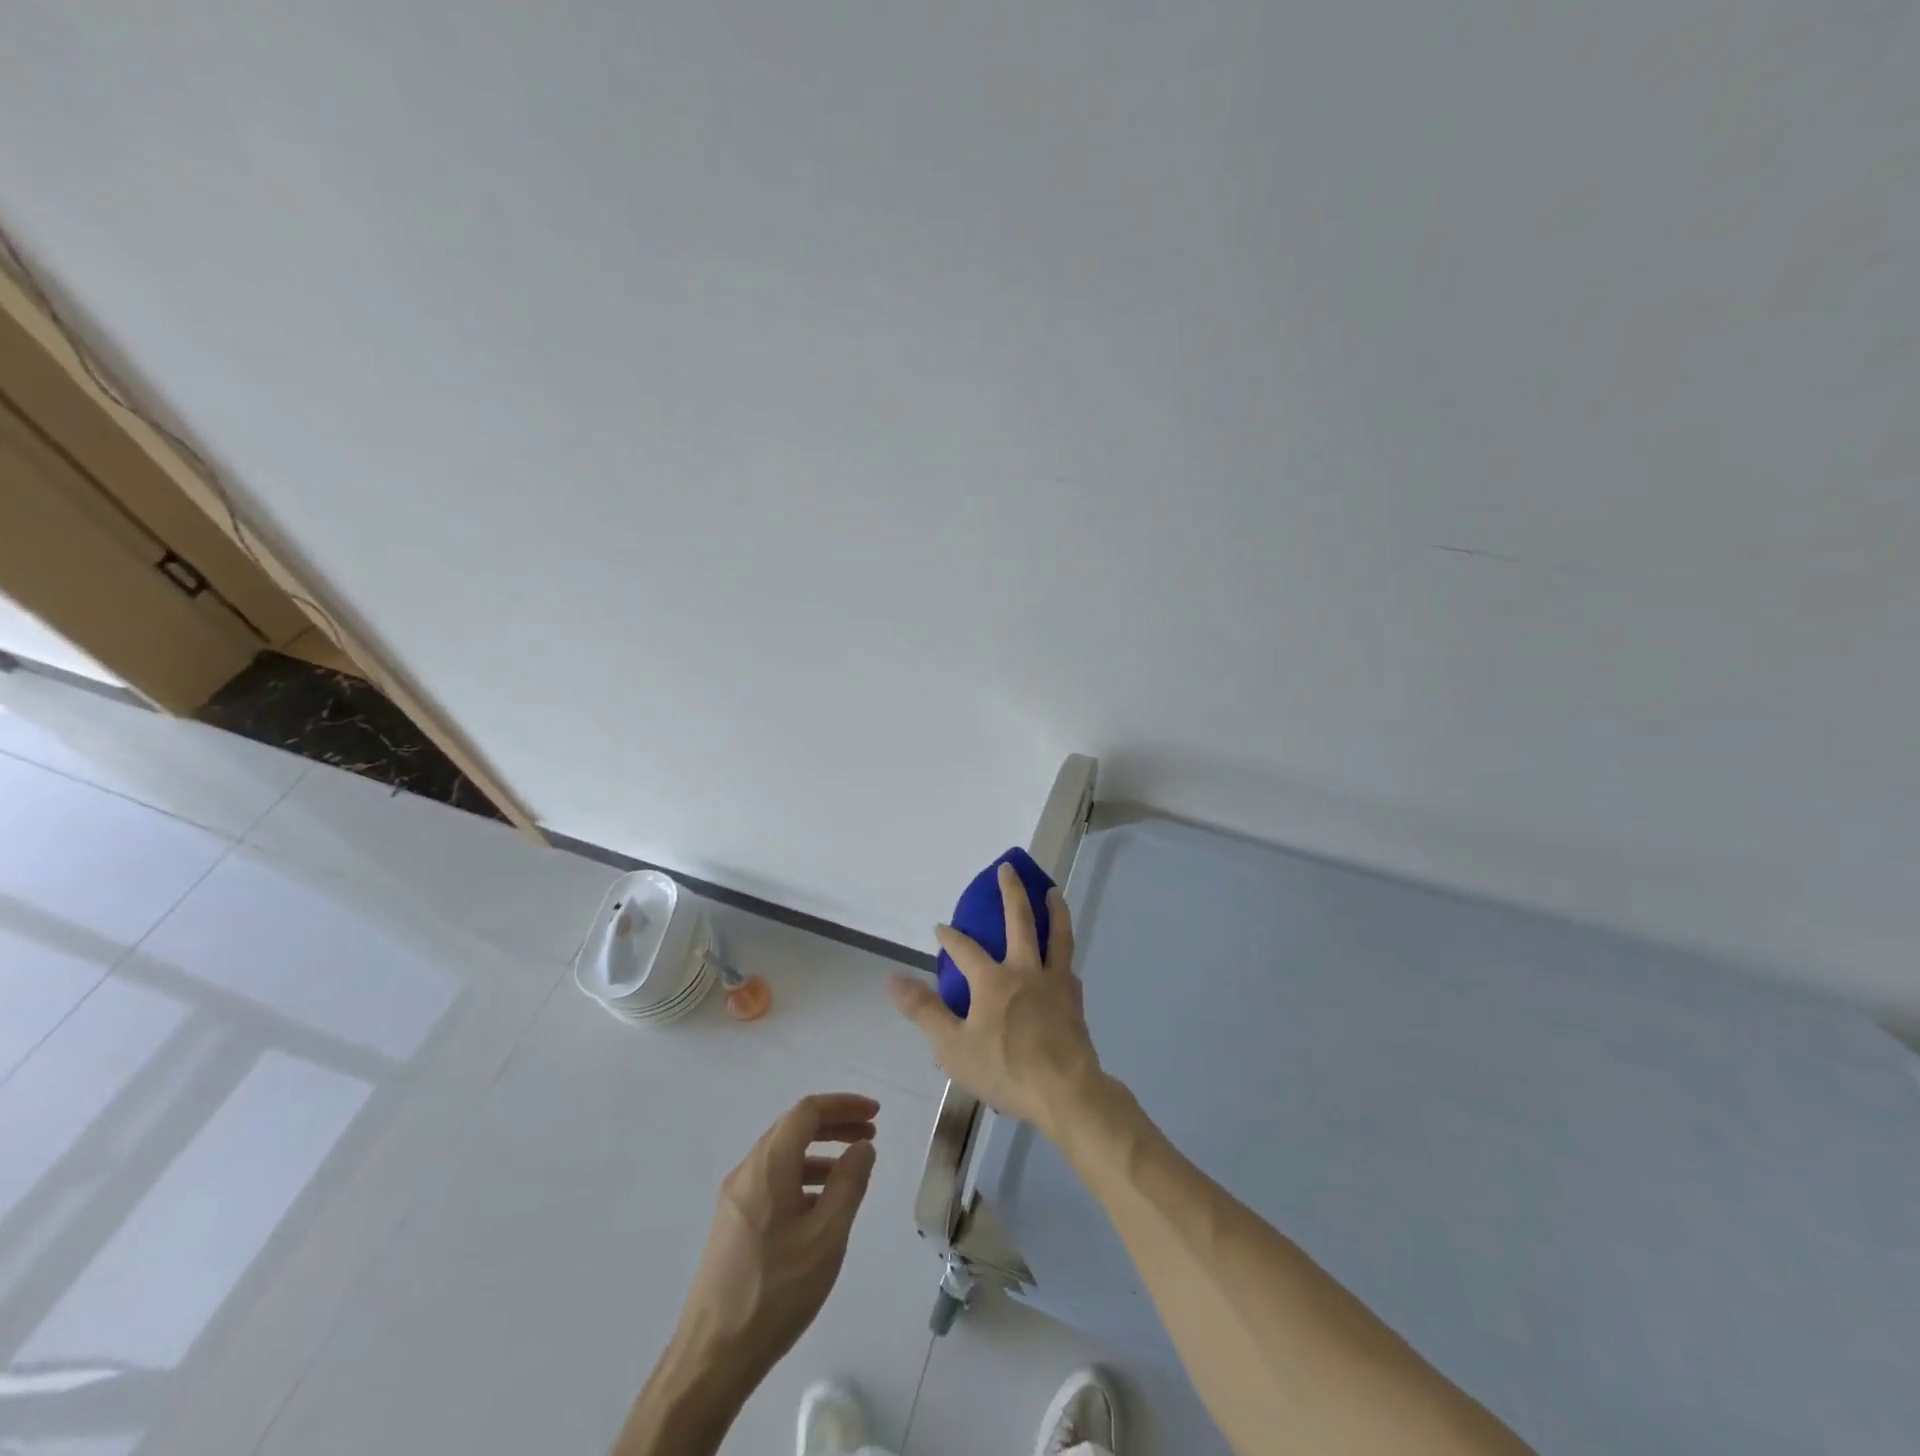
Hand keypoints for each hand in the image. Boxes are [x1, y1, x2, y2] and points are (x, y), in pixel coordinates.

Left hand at [673, 1093, 879, 1386]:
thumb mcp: (826, 1237)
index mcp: (768, 1166)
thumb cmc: (776, 1292)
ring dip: (819, 1152)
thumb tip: (862, 1147)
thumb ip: (849, 1184)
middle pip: (793, 1128)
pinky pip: (772, 1181)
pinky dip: (802, 1177)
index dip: (843, 1105)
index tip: (875, 1114)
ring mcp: (735, 1198)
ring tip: (852, 1170)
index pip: (807, 1111)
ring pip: (782, 1155)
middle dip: (834, 1124)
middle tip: (869, 1135)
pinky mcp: (732, 1224)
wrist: (711, 1358)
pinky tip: (820, 1206)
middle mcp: (747, 1171)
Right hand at [887, 863, 1102, 1137]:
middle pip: (1020, 920)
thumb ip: (924, 1010)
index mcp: (993, 980)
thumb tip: (892, 977)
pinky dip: (1064, 954)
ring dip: (1053, 909)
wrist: (1065, 1091)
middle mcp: (1025, 971)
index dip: (950, 936)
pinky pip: (1068, 966)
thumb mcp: (952, 1046)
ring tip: (1052, 892)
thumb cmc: (1004, 1069)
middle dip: (1011, 892)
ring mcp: (1054, 982)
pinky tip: (1063, 958)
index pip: (965, 949)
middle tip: (1008, 868)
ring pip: (1057, 934)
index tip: (940, 927)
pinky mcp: (1074, 999)